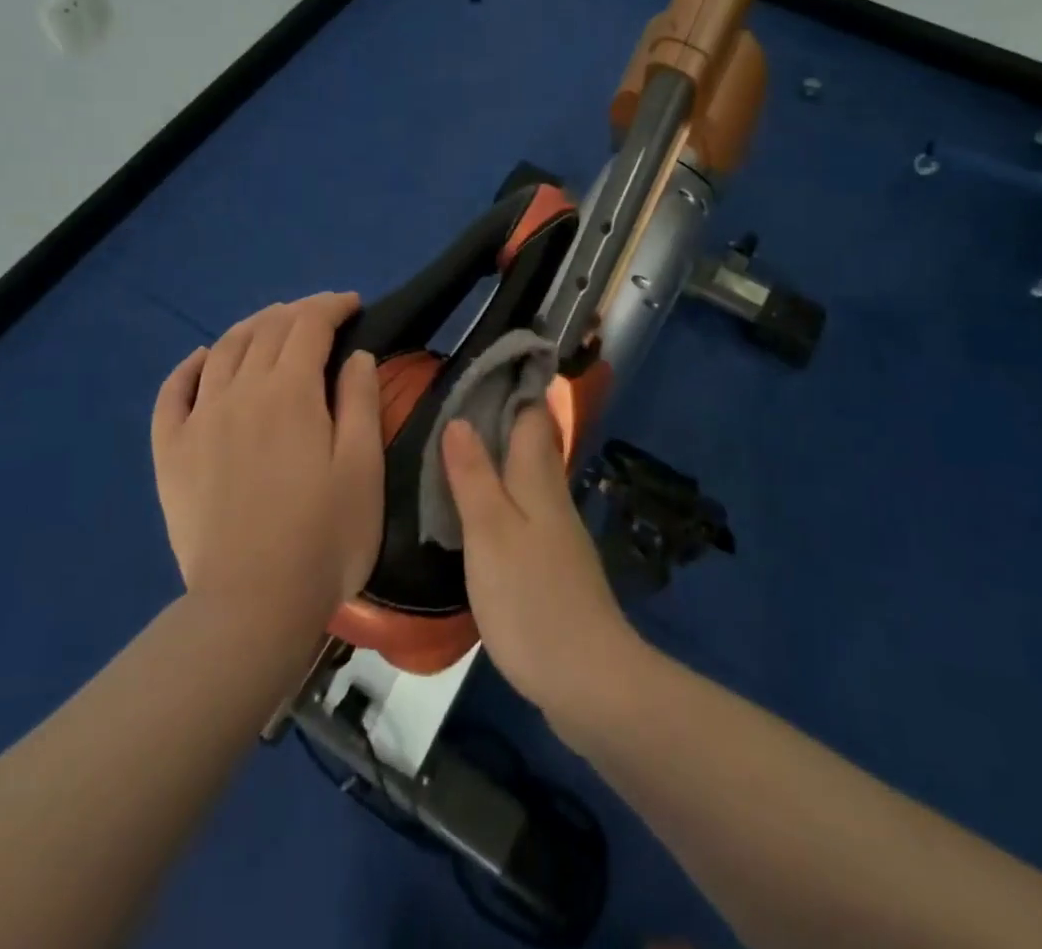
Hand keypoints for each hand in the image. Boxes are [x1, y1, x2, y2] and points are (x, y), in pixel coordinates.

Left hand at [151, 292, 383, 624]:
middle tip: (320, 313)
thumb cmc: (325, 536)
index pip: (310, 326)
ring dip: (250, 327)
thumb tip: (355, 355)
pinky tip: (203, 358)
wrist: (253, 603)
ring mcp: (199, 419)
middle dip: (297, 312)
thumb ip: (360, 402)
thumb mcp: (363, 467)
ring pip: (222, 350)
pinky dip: (189, 366)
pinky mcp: (171, 452)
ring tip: (271, 323)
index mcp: (291, 392)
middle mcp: (240, 391)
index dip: (331, 306)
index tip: (352, 303)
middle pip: (266, 330)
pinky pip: (172, 392)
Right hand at [442, 408, 642, 722]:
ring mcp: (556, 534)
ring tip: (455, 450)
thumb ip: (473, 476)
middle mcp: (552, 498)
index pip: (532, 415)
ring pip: (526, 479)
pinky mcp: (553, 568)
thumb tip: (460, 420)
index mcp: (537, 479)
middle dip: (500, 419)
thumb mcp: (490, 532)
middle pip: (530, 444)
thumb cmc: (531, 597)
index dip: (513, 385)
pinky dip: (501, 499)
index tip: (484, 363)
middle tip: (454, 403)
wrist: (588, 679)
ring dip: (497, 460)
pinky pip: (524, 514)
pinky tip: (477, 513)